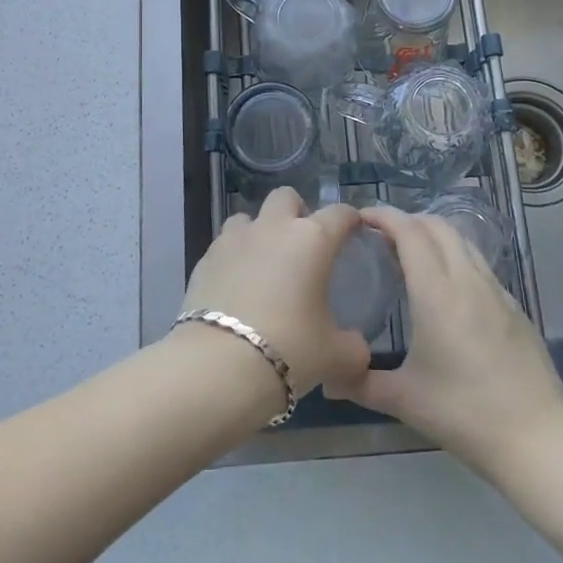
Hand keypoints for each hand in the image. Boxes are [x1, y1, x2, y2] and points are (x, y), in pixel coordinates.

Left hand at [180, 188, 371, 401]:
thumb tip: (357, 346)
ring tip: (263, 263)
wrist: (219, 365)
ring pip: (249, 217)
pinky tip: (236, 286)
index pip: (339, 214)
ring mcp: (234, 239)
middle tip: (302, 244)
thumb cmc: (289, 350)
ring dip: (259, 231)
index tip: (353, 232)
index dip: (349, 220)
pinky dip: (233, 257)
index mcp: (312, 240)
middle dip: (296, 212)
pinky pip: (224, 245)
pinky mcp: (205, 258)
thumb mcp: (335, 356)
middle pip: (286, 197)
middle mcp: (273, 228)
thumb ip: (353, 346)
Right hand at [330, 206, 562, 480]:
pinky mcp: (513, 306)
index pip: (409, 232)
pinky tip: (446, 287)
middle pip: (437, 226)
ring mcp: (496, 290)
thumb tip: (329, 377)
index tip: (361, 217)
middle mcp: (467, 279)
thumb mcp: (405, 400)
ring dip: (434, 236)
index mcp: (437, 292)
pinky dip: (455, 257)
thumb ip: (362, 383)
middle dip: (408, 221)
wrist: (537, 435)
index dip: (384, 216)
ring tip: (411, 256)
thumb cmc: (464, 413)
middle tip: (382, 236)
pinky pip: (479, 264)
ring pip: (462, 241)